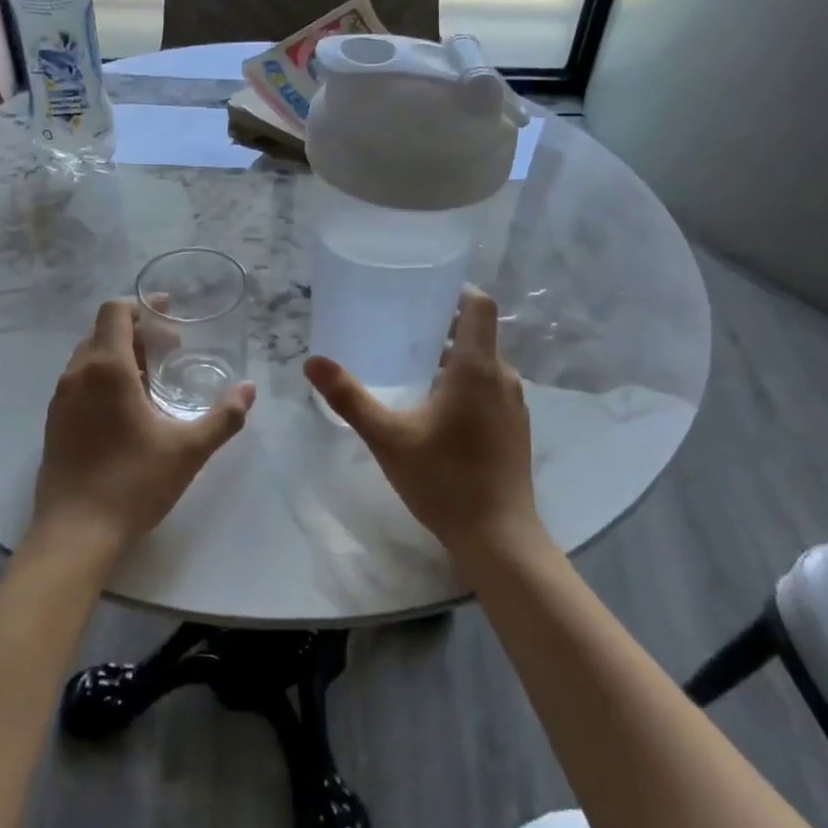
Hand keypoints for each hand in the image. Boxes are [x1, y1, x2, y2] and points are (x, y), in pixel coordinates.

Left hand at [31, 298, 254, 559]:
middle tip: (171, 348)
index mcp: (107, 368)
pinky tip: (128, 408)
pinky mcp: (54, 422)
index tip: (168, 313)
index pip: (115, 312)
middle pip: (103, 332)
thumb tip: (249, 389)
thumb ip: (224, 416)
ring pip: (89, 358)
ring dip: (120, 355)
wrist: (76, 533)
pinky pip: (80, 382)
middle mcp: (77, 374)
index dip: (142, 305)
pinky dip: (104, 378)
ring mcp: (60, 399)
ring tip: (153, 377)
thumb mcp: (189, 449)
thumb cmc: (134, 483)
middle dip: (137, 331)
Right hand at [304, 287, 541, 558]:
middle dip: (443, 326)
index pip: (479, 305)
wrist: (498, 537)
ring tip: (412, 367)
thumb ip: (349, 397)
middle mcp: (503, 377)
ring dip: (453, 357)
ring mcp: (514, 404)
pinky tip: (436, 408)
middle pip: (479, 333)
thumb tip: (312, 361)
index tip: (423, 292)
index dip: (455, 291)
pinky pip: (490, 388)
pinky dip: (466, 382)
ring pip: (484, 363)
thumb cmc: (443, 480)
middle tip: (401, 329)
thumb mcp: (387, 437)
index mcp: (477, 368)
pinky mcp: (515, 428)